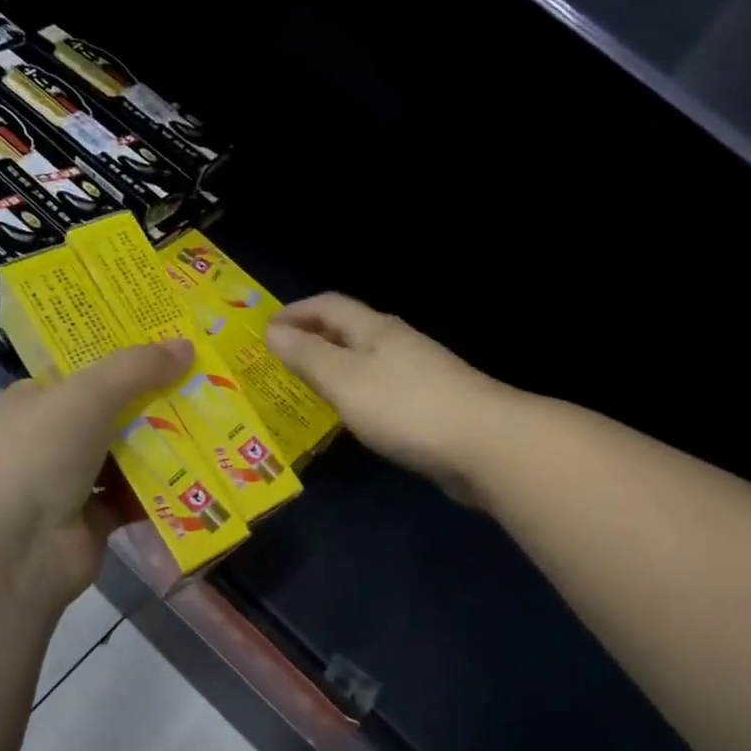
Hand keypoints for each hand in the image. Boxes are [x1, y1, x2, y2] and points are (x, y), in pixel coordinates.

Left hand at [0, 339, 192, 620]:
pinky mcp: (92, 521)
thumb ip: (137, 368)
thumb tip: (187, 345)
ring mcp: (68, 483)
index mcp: (32, 402)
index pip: (82, 373)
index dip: (125, 360)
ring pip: (125, 457)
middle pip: (110, 414)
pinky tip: (200, 476)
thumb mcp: (87, 395)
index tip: (172, 350)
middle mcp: (46, 441)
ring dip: (164, 448)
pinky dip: (162, 491)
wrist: (10, 553)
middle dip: (155, 404)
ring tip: (215, 428)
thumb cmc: (37, 456)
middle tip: (207, 388)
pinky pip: (134, 498)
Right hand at [265, 295, 508, 502]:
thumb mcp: (345, 379)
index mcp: (375, 329)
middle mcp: (397, 344)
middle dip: (313, 337)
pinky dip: (355, 394)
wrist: (484, 445)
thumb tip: (273, 331)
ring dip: (334, 366)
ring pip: (365, 360)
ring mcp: (417, 374)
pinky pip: (380, 390)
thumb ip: (308, 356)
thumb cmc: (405, 407)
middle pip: (349, 330)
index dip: (296, 311)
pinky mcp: (429, 406)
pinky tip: (350, 416)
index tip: (265, 329)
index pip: (329, 305)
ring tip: (307, 386)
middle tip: (279, 358)